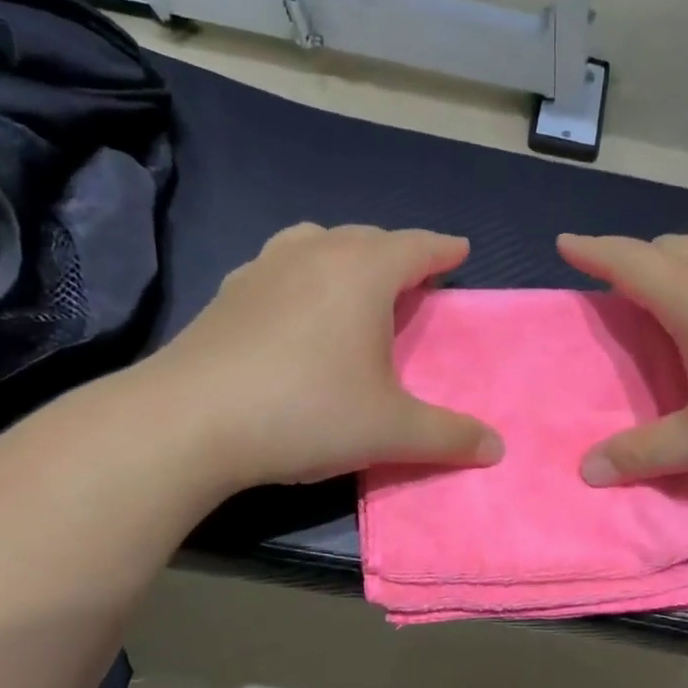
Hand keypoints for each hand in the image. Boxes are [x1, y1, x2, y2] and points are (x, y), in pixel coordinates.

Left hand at [141, 224, 502, 485]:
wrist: (189, 421)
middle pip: (367, 238)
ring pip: (316, 243)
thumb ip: (449, 437)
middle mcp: (314, 255)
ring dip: (345, 255)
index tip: (460, 251)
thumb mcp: (391, 431)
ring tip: (354, 282)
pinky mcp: (227, 294)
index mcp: (362, 273)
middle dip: (396, 253)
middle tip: (413, 278)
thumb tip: (498, 449)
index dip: (443, 249)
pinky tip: (293, 310)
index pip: (416, 246)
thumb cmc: (306, 412)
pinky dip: (301, 276)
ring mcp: (263, 269)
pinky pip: (278, 267)